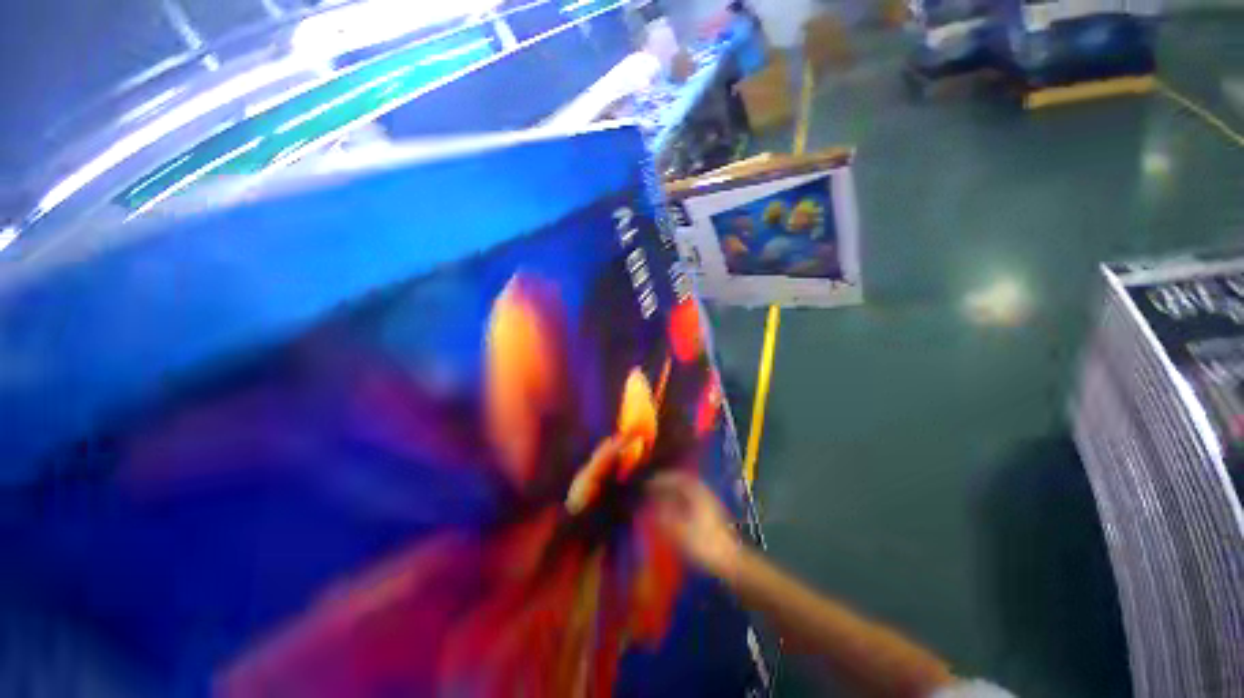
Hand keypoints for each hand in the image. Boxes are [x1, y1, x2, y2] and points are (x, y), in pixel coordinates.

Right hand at [647, 472, 742, 579]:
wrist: (731, 561)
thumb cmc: (704, 544)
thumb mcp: (679, 530)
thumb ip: (663, 515)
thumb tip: (650, 505)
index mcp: (697, 492)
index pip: (676, 478)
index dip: (660, 479)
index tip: (647, 484)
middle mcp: (703, 493)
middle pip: (682, 482)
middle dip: (665, 484)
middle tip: (651, 489)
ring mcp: (708, 503)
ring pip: (686, 491)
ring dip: (672, 492)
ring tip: (658, 499)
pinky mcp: (710, 515)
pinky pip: (690, 500)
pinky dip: (678, 501)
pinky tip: (672, 511)